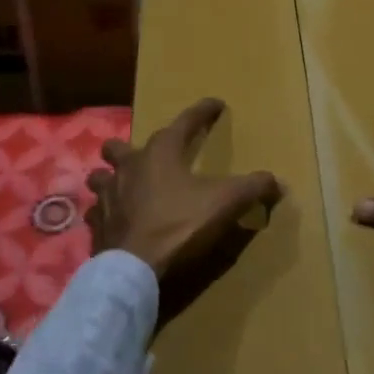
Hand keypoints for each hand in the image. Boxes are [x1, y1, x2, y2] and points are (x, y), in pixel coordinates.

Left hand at [86, 98, 280, 297]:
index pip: (184, 122)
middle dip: (129, 147)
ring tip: (120, 185)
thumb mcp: (224, 204)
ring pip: (101, 177)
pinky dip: (105, 212)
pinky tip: (113, 219)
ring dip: (109, 178)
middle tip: (144, 155)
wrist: (134, 270)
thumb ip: (252, 188)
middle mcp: (129, 167)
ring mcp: (108, 196)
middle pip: (120, 147)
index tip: (215, 104)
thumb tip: (277, 182)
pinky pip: (97, 211)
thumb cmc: (179, 225)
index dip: (202, 112)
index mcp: (160, 153)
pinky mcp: (97, 225)